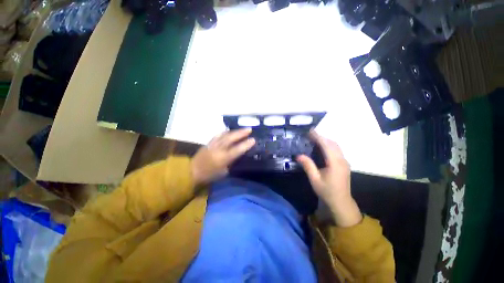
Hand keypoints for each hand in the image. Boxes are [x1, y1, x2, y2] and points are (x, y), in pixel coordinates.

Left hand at [191, 129, 254, 184]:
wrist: (192, 172)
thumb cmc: (210, 175)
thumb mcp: (224, 172)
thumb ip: (232, 162)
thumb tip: (239, 155)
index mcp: (223, 159)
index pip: (237, 150)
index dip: (246, 144)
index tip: (253, 139)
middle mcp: (218, 149)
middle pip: (230, 138)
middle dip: (241, 133)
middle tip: (249, 129)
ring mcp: (212, 144)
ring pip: (224, 135)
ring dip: (234, 131)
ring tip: (241, 129)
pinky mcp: (208, 143)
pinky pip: (218, 135)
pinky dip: (225, 133)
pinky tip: (229, 131)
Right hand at [297, 131, 361, 226]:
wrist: (341, 202)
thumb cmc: (327, 191)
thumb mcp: (315, 179)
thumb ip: (308, 166)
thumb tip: (298, 155)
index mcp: (335, 163)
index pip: (326, 145)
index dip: (318, 137)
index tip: (310, 131)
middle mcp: (342, 160)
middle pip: (332, 143)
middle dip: (321, 137)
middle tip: (310, 134)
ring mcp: (344, 161)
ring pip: (336, 146)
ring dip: (325, 140)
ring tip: (314, 138)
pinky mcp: (344, 164)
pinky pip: (337, 150)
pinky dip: (329, 145)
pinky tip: (322, 146)